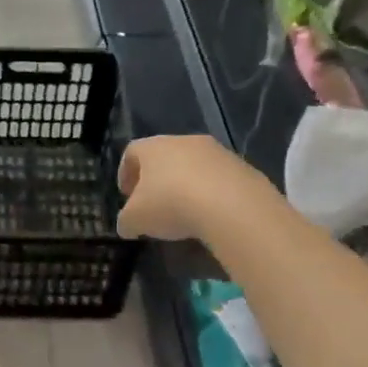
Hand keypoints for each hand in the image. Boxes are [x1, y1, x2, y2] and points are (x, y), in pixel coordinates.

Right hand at [116, 135, 253, 241]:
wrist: (232, 205)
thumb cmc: (171, 204)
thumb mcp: (135, 220)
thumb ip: (126, 220)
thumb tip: (127, 225)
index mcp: (153, 147)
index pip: (132, 152)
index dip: (125, 173)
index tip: (126, 195)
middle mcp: (184, 141)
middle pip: (164, 156)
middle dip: (156, 180)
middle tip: (153, 204)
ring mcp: (217, 152)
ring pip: (193, 166)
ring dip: (185, 185)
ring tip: (183, 213)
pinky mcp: (242, 167)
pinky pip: (218, 179)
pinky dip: (210, 194)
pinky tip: (209, 215)